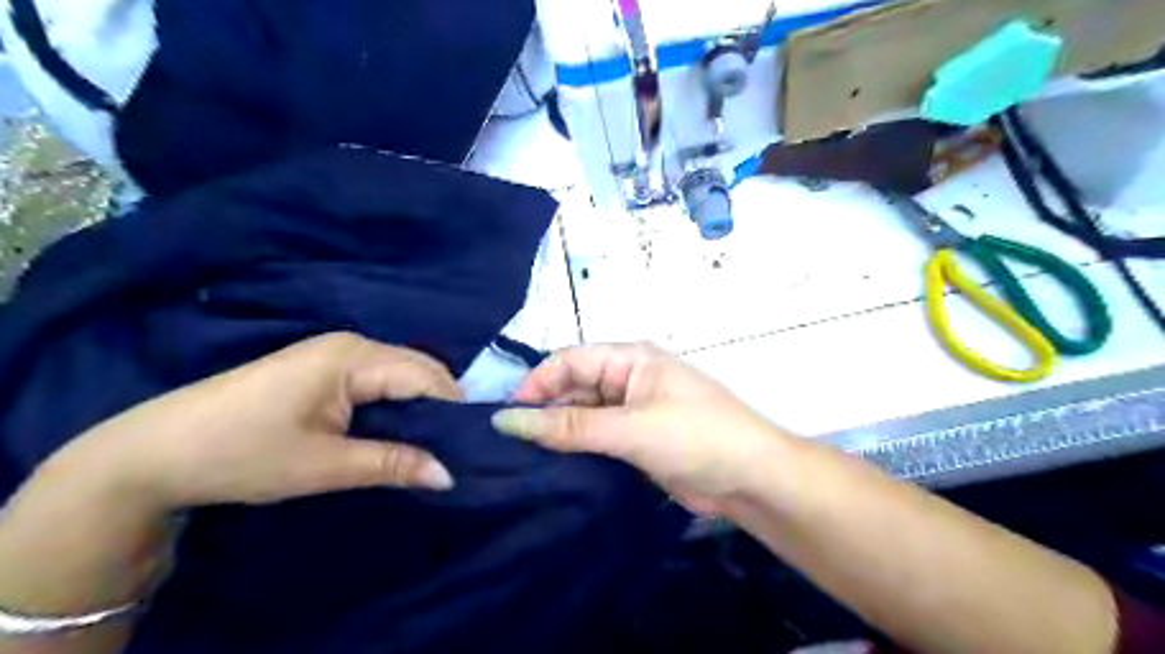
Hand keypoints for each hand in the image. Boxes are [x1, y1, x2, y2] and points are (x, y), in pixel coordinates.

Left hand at [42, 336, 458, 513]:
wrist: (154, 451)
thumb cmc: (243, 452)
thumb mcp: (325, 465)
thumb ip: (393, 464)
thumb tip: (450, 475)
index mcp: (354, 357)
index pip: (426, 375)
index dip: (453, 408)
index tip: (472, 444)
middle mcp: (352, 345)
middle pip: (417, 368)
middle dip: (439, 405)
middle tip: (455, 447)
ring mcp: (334, 353)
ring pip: (399, 373)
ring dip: (418, 405)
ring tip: (432, 443)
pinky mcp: (322, 368)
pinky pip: (378, 378)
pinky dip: (395, 402)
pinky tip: (397, 430)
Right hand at [490, 342, 790, 516]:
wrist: (751, 478)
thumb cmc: (695, 436)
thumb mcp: (630, 428)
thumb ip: (570, 426)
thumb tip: (507, 420)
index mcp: (630, 359)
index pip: (570, 361)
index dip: (536, 383)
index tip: (506, 417)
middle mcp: (628, 380)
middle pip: (574, 388)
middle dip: (545, 411)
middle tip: (509, 445)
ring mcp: (632, 412)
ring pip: (583, 416)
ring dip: (559, 433)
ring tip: (523, 459)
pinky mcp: (636, 441)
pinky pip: (596, 439)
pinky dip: (577, 451)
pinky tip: (553, 469)